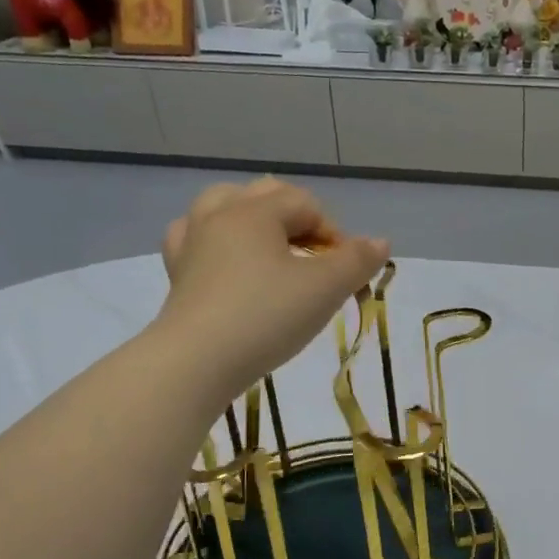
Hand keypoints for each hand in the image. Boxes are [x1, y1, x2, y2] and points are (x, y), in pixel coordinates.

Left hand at [154, 178, 389, 396]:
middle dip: (297, 219)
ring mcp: (192, 243)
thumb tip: (380, 242)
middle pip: (264, 195)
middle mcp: (219, 216)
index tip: (346, 272)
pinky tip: (225, 261)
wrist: (197, 362)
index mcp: (255, 212)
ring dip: (253, 220)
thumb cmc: (266, 317)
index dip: (335, 233)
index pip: (306, 203)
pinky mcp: (178, 274)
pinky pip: (196, 239)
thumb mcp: (324, 290)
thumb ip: (357, 261)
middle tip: (316, 258)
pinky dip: (216, 242)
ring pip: (223, 208)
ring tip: (271, 248)